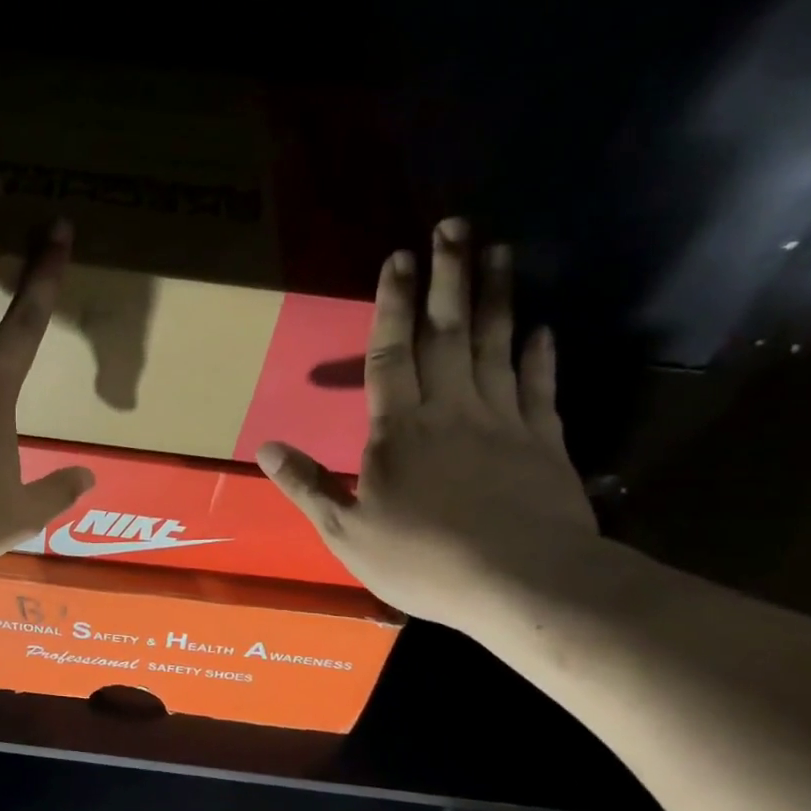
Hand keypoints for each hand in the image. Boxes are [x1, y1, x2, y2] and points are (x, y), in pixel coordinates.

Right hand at [258, 218, 596, 627]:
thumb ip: (308, 485)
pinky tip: (543, 328)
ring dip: (497, 297)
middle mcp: (452, 408)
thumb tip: (266, 448)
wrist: (527, 585)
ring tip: (498, 251)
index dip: (393, 304)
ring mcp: (503, 421)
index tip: (399, 257)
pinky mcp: (544, 442)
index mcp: (400, 428)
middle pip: (448, 332)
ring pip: (498, 346)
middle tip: (455, 225)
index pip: (391, 353)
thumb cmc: (426, 559)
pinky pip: (539, 388)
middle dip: (448, 277)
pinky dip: (540, 355)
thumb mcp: (347, 531)